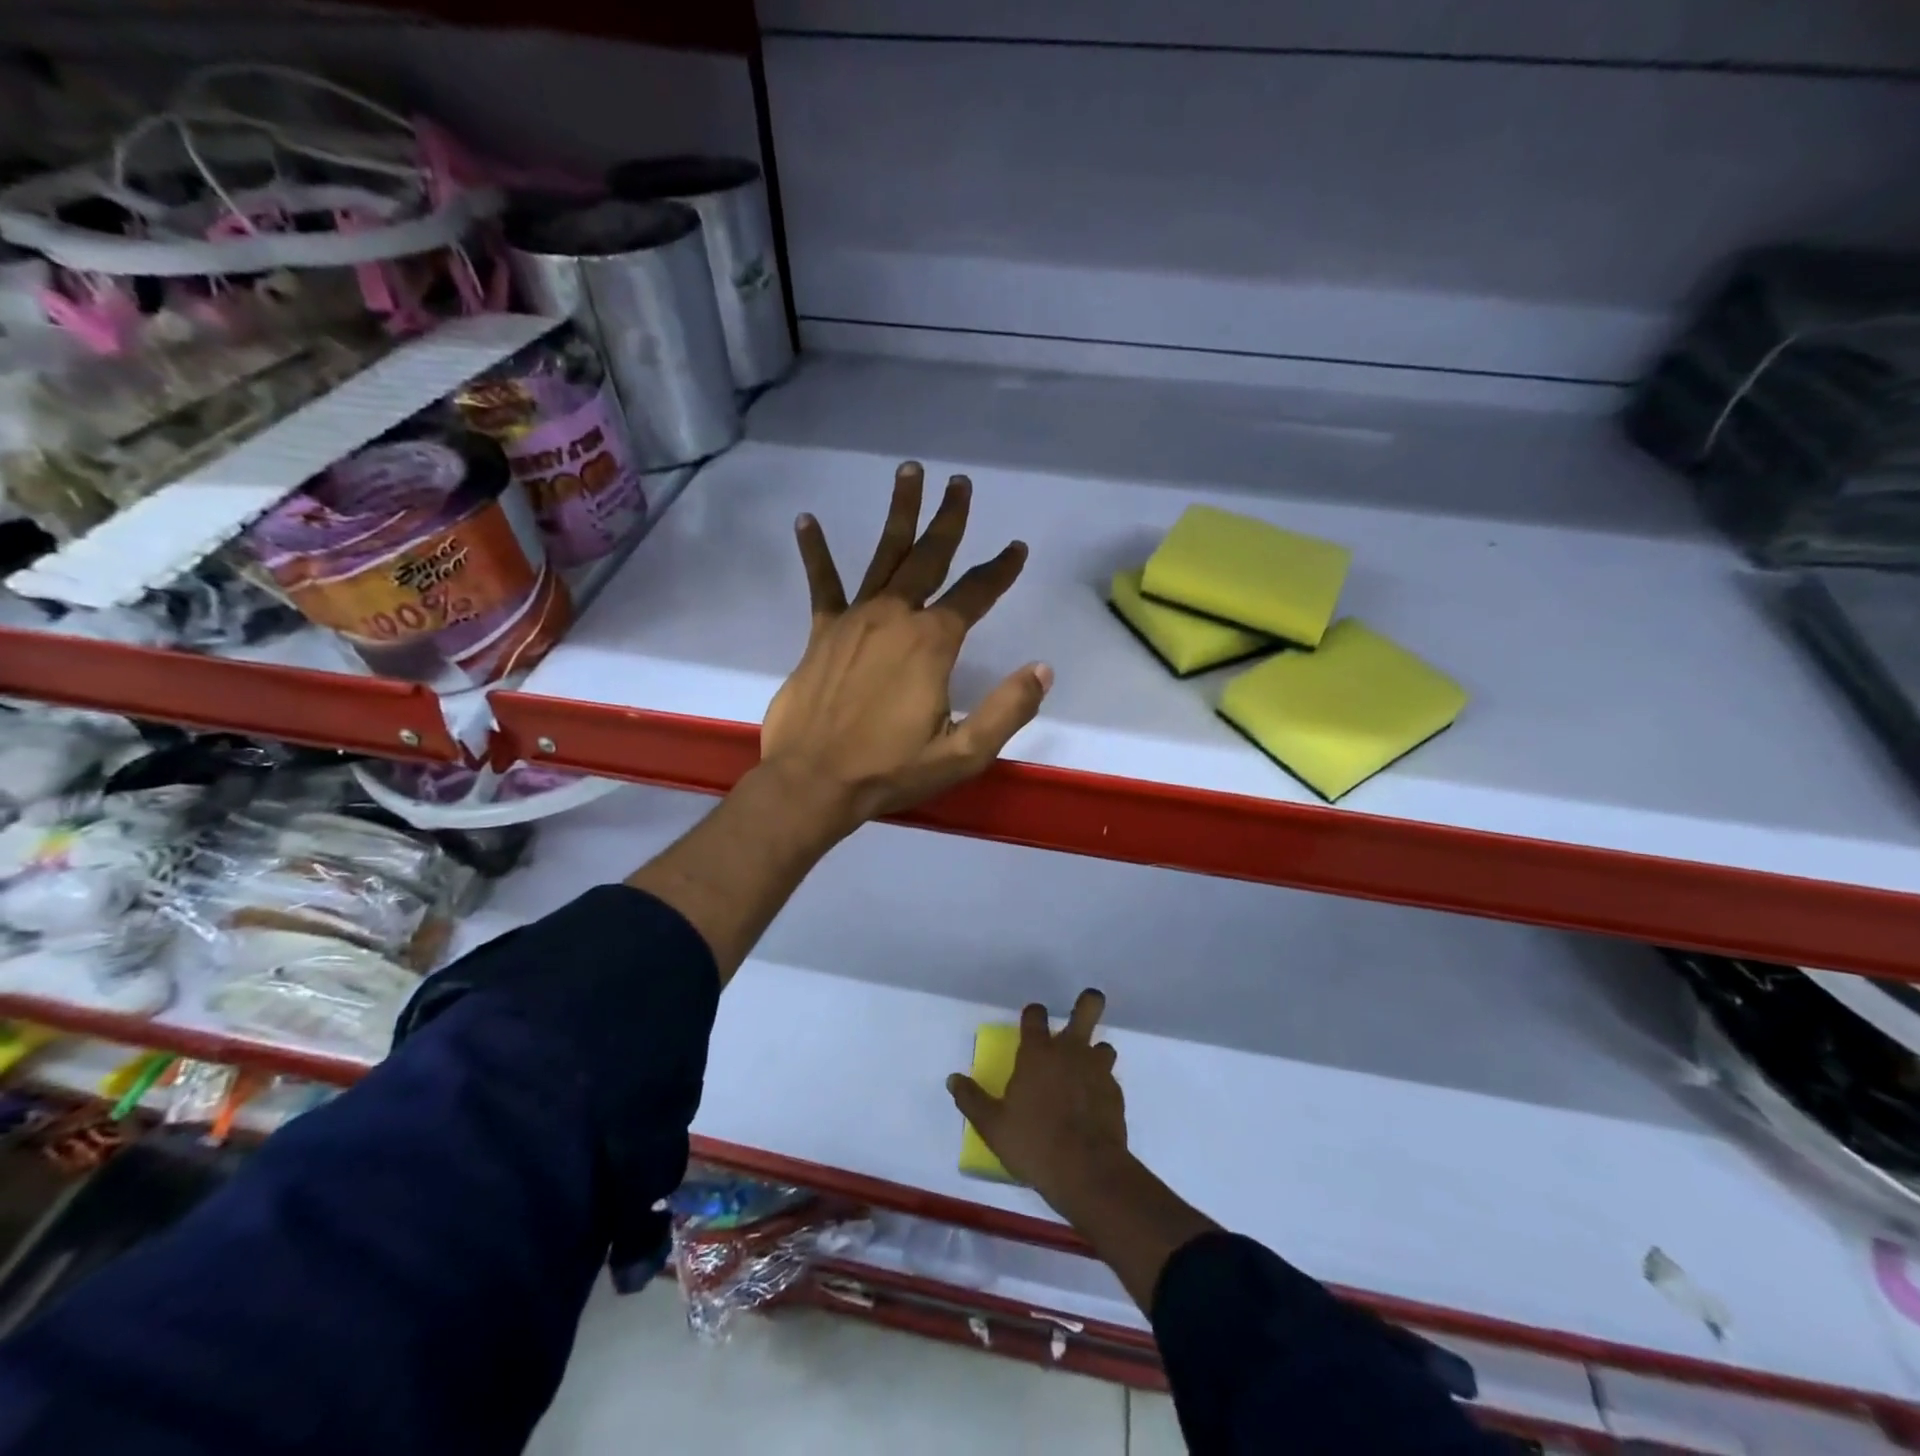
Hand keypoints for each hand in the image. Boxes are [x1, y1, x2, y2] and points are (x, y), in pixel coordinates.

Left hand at [761, 460, 1051, 827]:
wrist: (814, 783)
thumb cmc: (891, 770)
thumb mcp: (964, 752)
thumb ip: (1008, 709)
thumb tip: (1043, 669)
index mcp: (932, 642)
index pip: (976, 594)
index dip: (1000, 570)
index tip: (1016, 548)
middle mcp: (895, 617)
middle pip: (929, 557)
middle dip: (949, 519)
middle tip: (960, 483)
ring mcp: (855, 620)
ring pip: (883, 556)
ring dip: (899, 514)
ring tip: (908, 472)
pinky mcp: (821, 634)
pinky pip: (822, 585)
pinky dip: (815, 553)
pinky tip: (806, 520)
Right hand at [950, 990, 1219, 1313]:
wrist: (1087, 1172)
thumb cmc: (1033, 1143)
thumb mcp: (992, 1125)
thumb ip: (971, 1099)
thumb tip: (953, 1079)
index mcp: (1038, 1053)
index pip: (1035, 1014)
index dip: (1033, 1014)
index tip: (1030, 1022)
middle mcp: (1070, 1051)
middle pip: (1087, 1008)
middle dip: (1088, 1002)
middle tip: (1085, 1005)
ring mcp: (1097, 1070)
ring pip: (1103, 1046)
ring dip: (1095, 1053)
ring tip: (1084, 1071)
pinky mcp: (1115, 1094)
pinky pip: (1109, 1080)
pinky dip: (1101, 1086)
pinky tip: (1092, 1106)